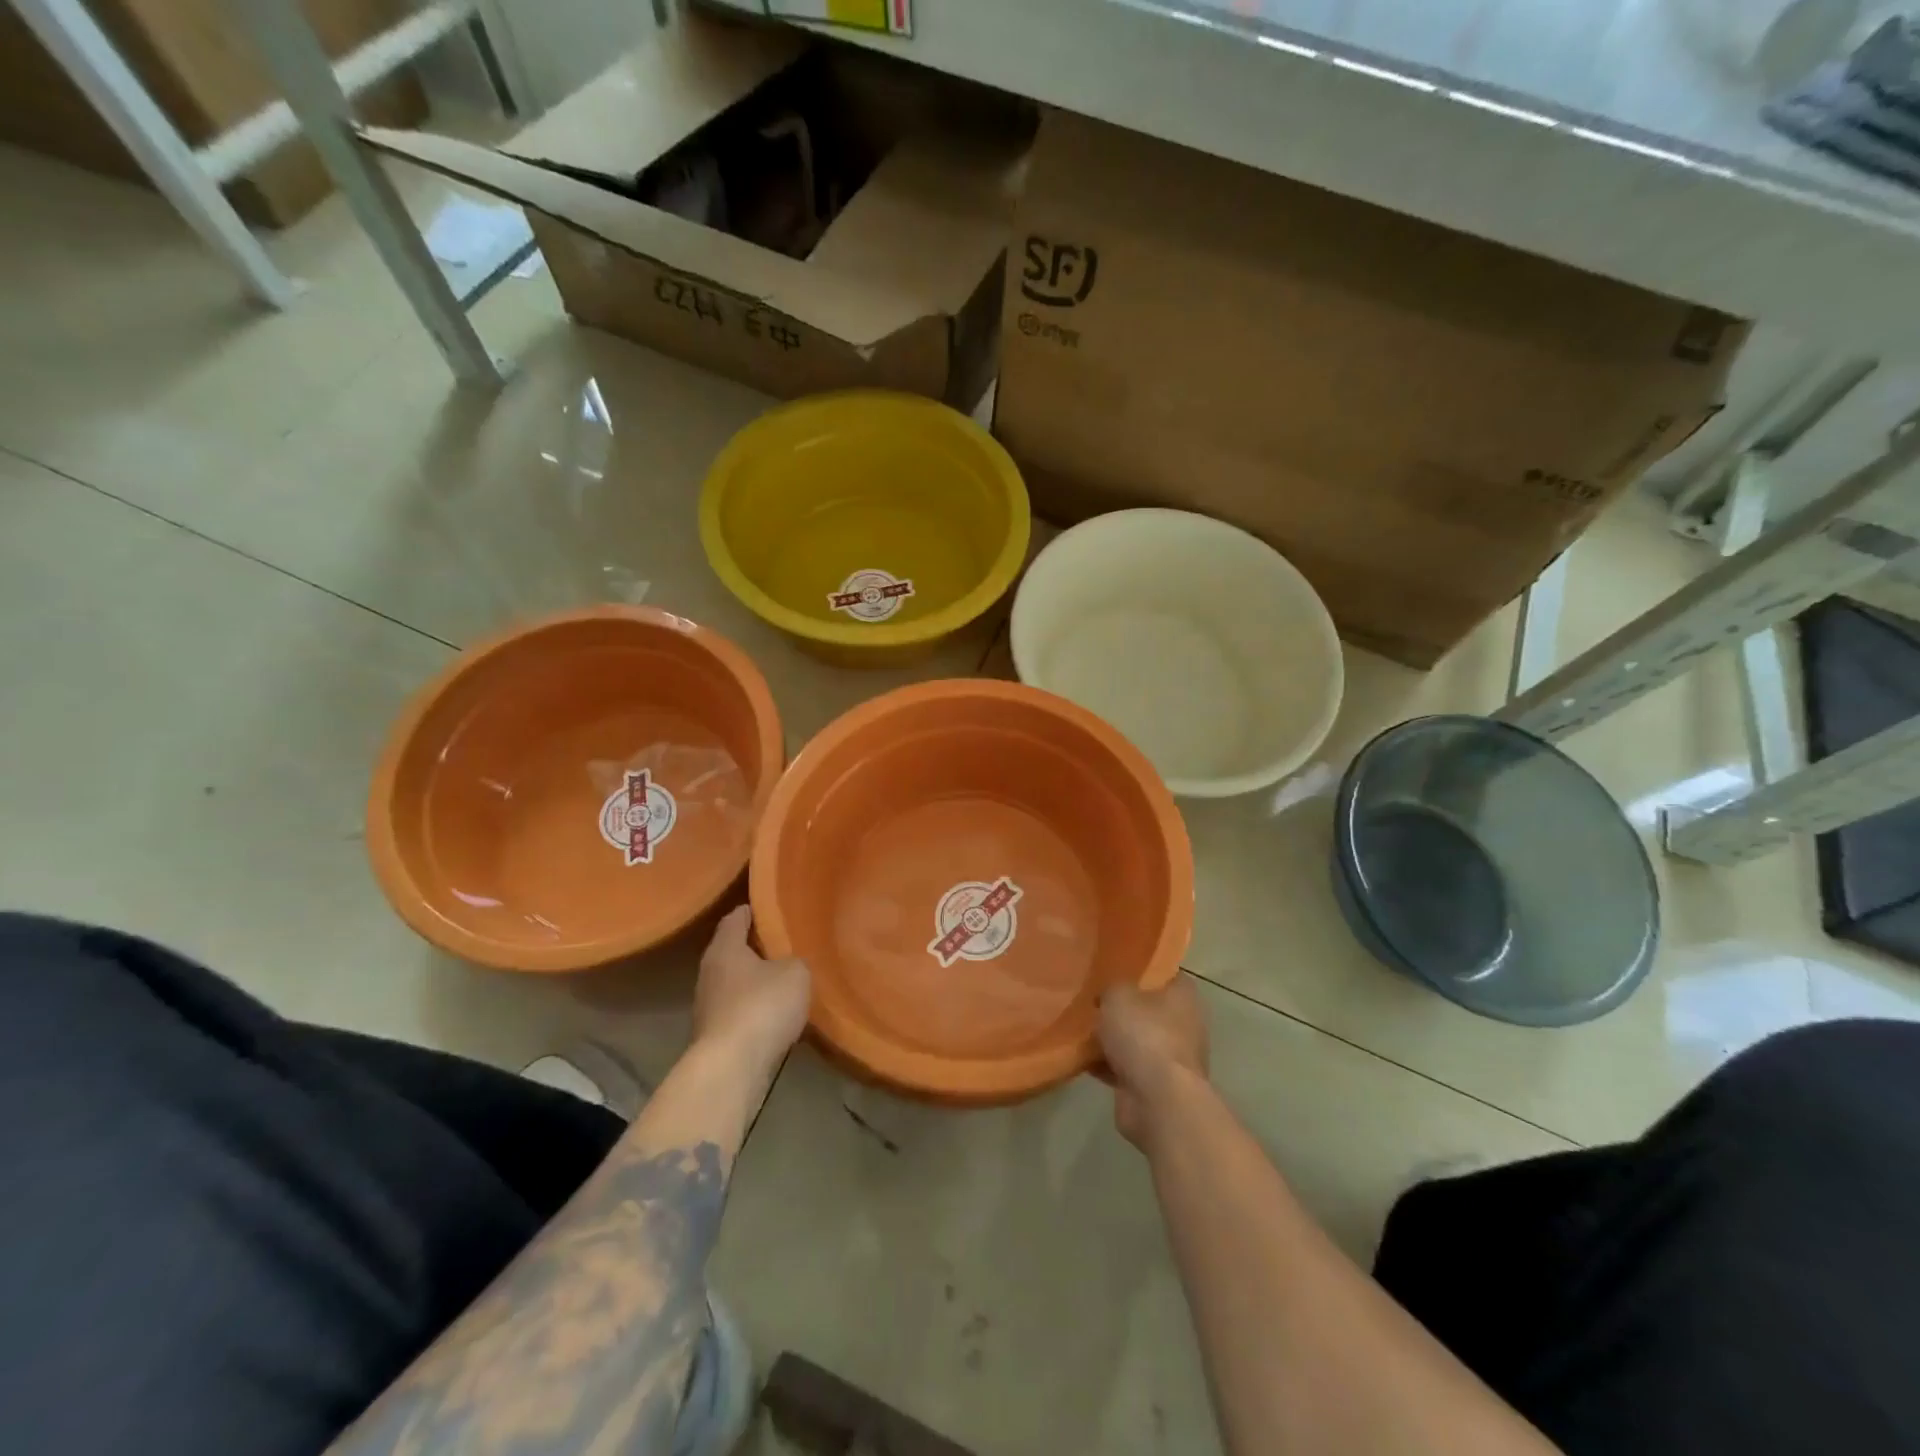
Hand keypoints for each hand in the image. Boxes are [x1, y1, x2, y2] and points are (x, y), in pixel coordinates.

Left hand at [693, 906, 810, 1070]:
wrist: (731, 1068)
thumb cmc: (762, 1006)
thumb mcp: (795, 973)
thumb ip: (794, 961)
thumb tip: (788, 966)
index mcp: (724, 948)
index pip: (735, 918)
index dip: (753, 911)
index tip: (771, 909)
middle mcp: (709, 972)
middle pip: (732, 951)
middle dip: (755, 948)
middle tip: (785, 946)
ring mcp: (707, 1006)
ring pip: (735, 983)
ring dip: (755, 983)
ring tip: (784, 982)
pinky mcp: (713, 1036)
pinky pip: (738, 1012)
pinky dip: (754, 1010)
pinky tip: (775, 1016)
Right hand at [1098, 977, 1208, 1147]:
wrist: (1157, 1100)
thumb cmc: (1144, 1035)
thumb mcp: (1118, 995)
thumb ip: (1112, 988)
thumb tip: (1108, 996)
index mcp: (1184, 996)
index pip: (1166, 974)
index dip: (1143, 971)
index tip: (1117, 970)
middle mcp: (1184, 1025)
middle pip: (1149, 1010)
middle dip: (1124, 1008)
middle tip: (1094, 1000)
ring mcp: (1172, 1059)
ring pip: (1137, 1041)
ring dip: (1115, 1040)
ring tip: (1082, 1029)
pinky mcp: (1157, 1086)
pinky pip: (1127, 1068)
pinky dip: (1108, 1066)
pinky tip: (1082, 1059)